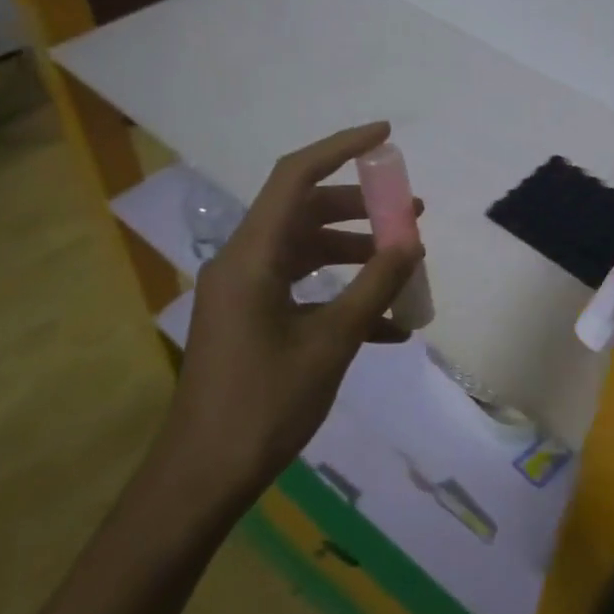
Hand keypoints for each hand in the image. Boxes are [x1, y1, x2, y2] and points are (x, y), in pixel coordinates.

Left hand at [160, 122, 423, 509]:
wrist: (204, 477)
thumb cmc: (264, 405)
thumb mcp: (330, 343)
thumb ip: (373, 287)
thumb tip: (410, 242)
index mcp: (252, 256)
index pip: (295, 177)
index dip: (340, 148)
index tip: (384, 136)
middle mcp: (243, 263)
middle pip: (304, 212)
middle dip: (360, 208)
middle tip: (409, 212)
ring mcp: (245, 293)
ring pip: (306, 251)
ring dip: (355, 253)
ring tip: (405, 264)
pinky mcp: (250, 320)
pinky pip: (301, 289)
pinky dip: (340, 295)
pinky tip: (386, 326)